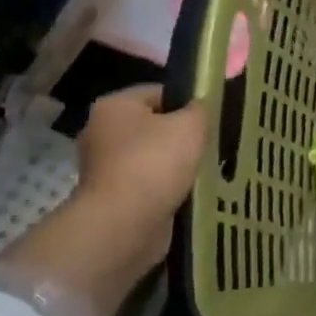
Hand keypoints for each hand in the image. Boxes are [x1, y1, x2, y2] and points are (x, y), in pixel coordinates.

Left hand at [6, 86, 209, 315]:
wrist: (124, 223)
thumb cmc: (156, 163)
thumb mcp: (193, 124)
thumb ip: (201, 108)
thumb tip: (200, 107)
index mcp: (115, 105)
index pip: (160, 92)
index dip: (189, 101)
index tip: (213, 117)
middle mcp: (101, 131)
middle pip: (154, 125)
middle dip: (182, 135)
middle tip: (212, 143)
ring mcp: (103, 167)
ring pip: (152, 156)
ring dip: (176, 164)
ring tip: (205, 169)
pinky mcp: (111, 196)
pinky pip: (148, 183)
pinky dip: (166, 187)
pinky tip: (189, 191)